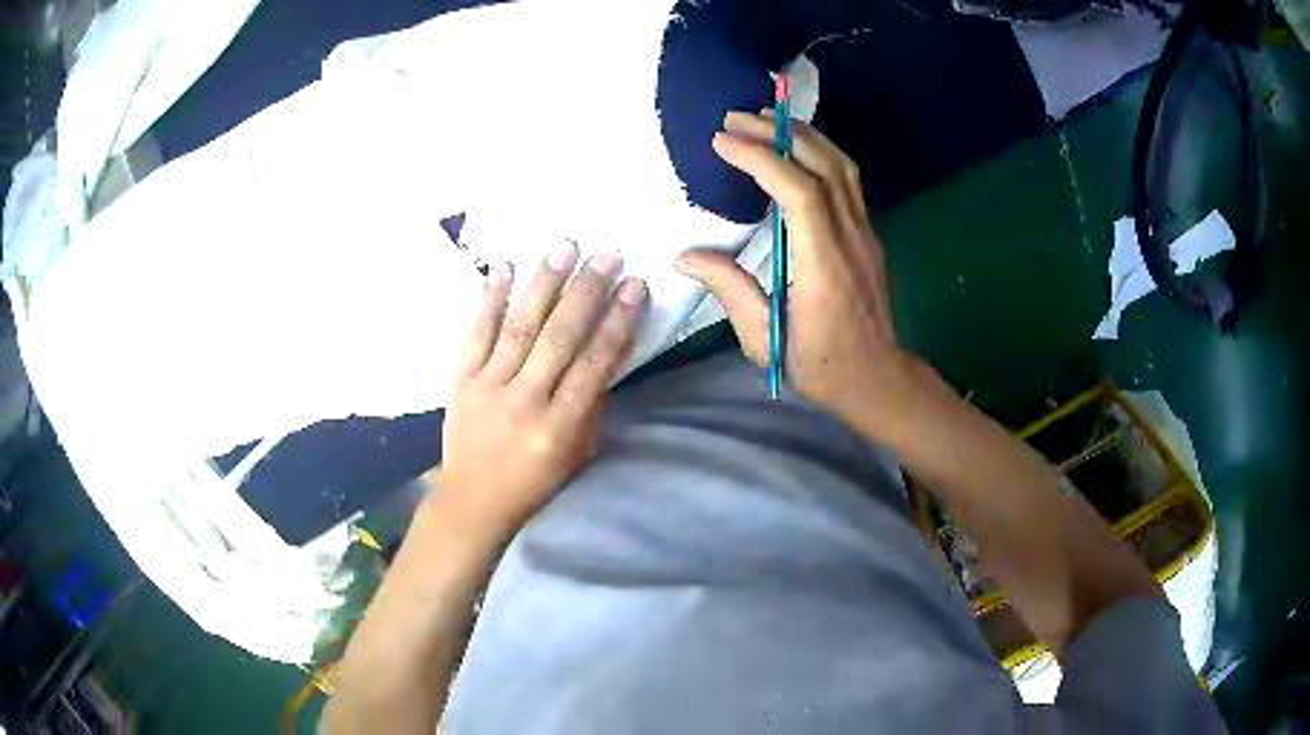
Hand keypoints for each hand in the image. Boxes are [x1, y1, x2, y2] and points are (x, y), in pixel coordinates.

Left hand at [438, 243, 647, 534]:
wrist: (473, 500)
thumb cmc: (535, 482)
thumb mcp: (577, 452)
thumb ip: (592, 402)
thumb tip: (609, 346)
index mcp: (559, 427)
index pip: (594, 363)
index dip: (617, 320)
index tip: (634, 284)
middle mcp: (525, 402)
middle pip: (559, 338)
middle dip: (586, 292)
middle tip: (606, 255)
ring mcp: (488, 387)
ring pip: (520, 327)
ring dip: (543, 284)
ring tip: (564, 248)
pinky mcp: (460, 380)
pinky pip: (476, 333)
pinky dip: (490, 299)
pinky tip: (504, 267)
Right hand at [674, 111, 919, 436]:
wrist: (877, 379)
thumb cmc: (821, 366)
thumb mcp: (765, 340)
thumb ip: (730, 291)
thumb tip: (685, 255)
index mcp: (824, 265)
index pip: (798, 192)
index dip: (761, 158)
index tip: (721, 141)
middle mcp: (850, 238)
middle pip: (822, 166)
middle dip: (777, 133)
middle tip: (735, 119)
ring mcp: (865, 233)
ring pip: (841, 166)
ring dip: (802, 135)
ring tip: (764, 120)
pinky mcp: (867, 234)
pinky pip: (847, 179)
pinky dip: (819, 152)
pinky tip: (795, 148)